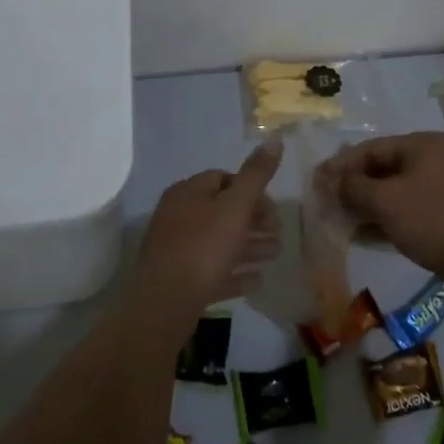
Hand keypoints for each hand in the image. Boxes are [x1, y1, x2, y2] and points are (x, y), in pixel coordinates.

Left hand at [131, 141, 284, 335]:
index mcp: (188, 192)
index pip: (223, 178)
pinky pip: (212, 271)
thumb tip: (275, 139)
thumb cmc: (204, 246)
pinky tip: (257, 281)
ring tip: (275, 255)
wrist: (165, 303)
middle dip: (254, 221)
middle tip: (279, 232)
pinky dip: (234, 273)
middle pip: (222, 211)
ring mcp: (176, 249)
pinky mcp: (178, 280)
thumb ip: (257, 174)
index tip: (273, 208)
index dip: (251, 189)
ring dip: (249, 247)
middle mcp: (178, 216)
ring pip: (219, 242)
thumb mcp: (236, 206)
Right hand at [317, 132, 443, 279]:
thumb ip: (353, 187)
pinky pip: (402, 209)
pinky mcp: (440, 213)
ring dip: (364, 204)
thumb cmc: (430, 219)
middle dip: (351, 186)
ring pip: (391, 191)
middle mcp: (431, 159)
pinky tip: (358, 234)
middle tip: (324, 201)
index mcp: (422, 145)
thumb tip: (332, 183)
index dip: (341, 164)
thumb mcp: (386, 200)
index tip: (315, 180)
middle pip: (381, 168)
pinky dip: (381, 218)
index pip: (371, 148)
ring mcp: (438, 187)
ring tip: (337, 219)